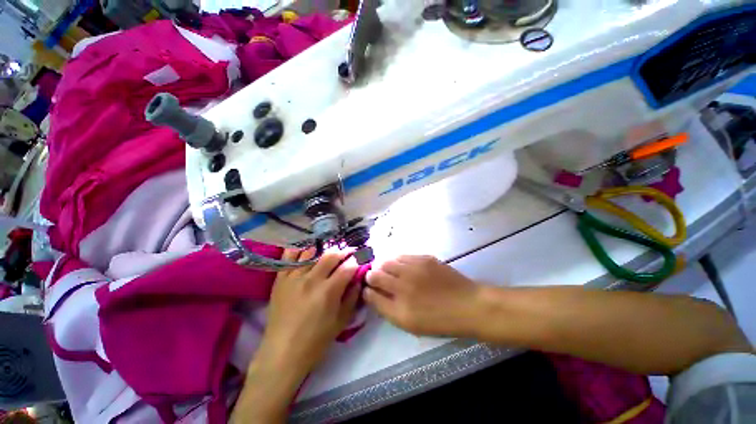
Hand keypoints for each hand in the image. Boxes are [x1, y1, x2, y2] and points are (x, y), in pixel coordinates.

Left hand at [260, 248, 360, 374]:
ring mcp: (294, 277)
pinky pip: (289, 257)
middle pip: (331, 255)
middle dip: (343, 252)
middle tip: (348, 254)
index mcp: (328, 291)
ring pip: (312, 252)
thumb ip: (352, 297)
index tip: (361, 260)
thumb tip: (358, 279)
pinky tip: (307, 252)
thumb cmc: (316, 341)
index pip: (348, 267)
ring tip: (329, 255)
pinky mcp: (280, 279)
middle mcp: (311, 279)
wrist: (282, 353)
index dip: (357, 261)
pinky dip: (300, 251)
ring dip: (324, 250)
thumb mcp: (341, 321)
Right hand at [364, 255, 480, 337]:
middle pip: (374, 274)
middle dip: (371, 276)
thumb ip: (387, 309)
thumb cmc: (439, 320)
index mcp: (399, 309)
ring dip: (384, 266)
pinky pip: (402, 256)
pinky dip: (398, 261)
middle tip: (377, 279)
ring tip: (390, 271)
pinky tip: (403, 266)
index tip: (368, 289)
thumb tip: (371, 294)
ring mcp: (413, 269)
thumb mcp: (410, 324)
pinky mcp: (424, 258)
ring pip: (387, 261)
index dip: (367, 290)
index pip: (370, 294)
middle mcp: (403, 286)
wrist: (468, 305)